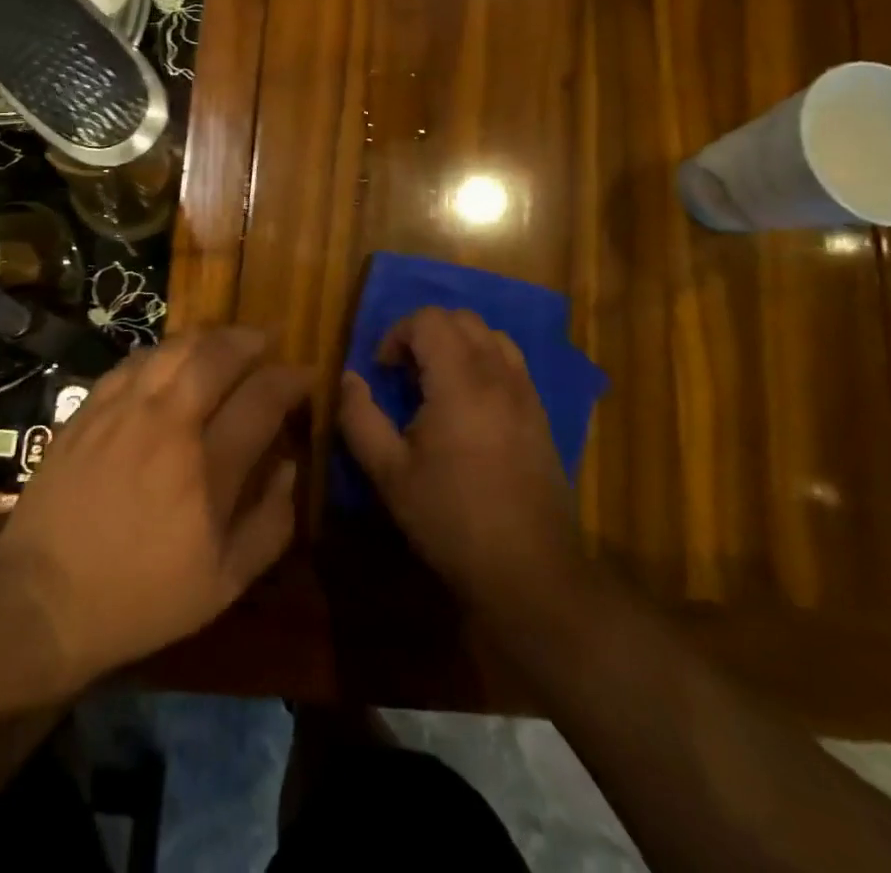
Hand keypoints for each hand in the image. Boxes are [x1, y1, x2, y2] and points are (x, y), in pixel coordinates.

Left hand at [0, 327, 308, 687]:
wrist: (41, 600)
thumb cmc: (141, 598)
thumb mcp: (224, 584)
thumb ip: (271, 524)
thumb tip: (292, 466)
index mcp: (207, 467)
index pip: (262, 398)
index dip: (291, 379)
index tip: (306, 375)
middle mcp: (167, 423)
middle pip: (217, 354)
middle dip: (251, 339)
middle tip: (267, 342)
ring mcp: (122, 410)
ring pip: (174, 348)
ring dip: (209, 338)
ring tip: (225, 343)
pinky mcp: (88, 409)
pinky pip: (134, 362)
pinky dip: (164, 352)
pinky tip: (171, 362)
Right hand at [336, 306, 587, 629]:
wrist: (529, 571)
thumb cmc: (451, 520)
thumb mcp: (389, 473)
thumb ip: (360, 418)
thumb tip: (349, 379)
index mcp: (460, 382)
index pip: (429, 319)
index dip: (398, 333)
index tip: (384, 370)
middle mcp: (498, 375)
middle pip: (462, 318)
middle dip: (426, 332)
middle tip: (406, 373)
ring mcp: (525, 393)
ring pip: (491, 335)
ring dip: (458, 343)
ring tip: (438, 382)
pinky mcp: (540, 415)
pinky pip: (512, 363)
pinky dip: (485, 361)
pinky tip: (470, 405)